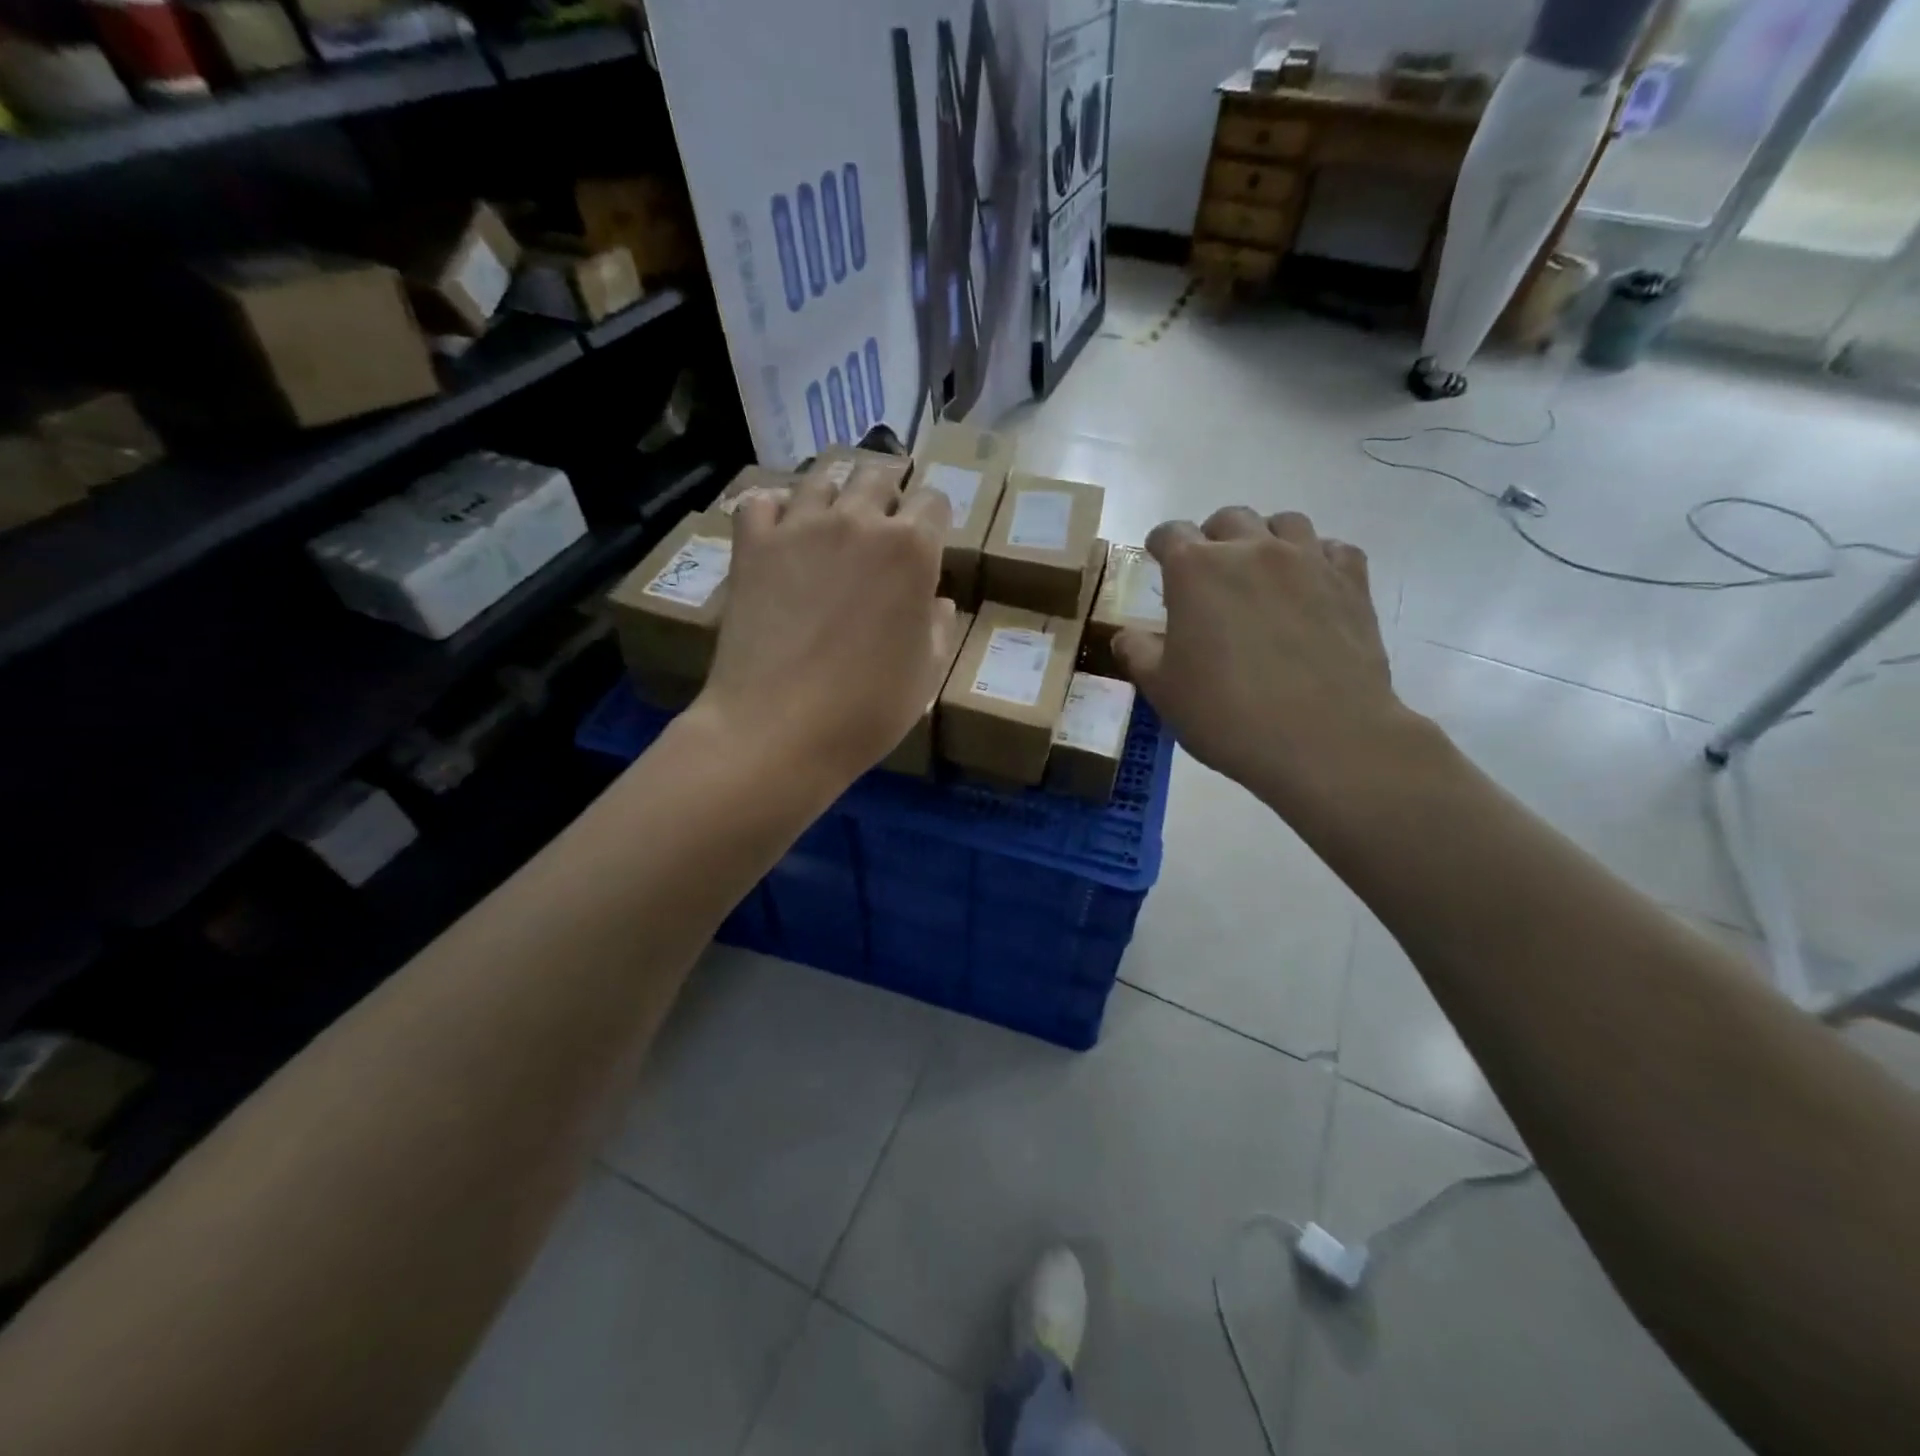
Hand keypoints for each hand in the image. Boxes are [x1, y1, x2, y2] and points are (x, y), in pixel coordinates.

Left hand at [696, 467, 955, 788]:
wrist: (779, 730)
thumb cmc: (866, 710)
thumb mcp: (926, 674)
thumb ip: (937, 627)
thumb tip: (933, 601)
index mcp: (911, 550)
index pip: (933, 500)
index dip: (934, 518)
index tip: (929, 539)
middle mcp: (858, 521)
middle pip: (878, 475)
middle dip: (888, 492)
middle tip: (884, 521)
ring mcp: (800, 527)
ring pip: (822, 476)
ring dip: (835, 492)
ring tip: (833, 519)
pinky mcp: (753, 545)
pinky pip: (762, 501)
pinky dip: (775, 509)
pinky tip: (781, 532)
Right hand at [1114, 509, 1413, 821]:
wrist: (1323, 740)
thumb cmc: (1227, 714)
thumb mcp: (1162, 690)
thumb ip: (1137, 653)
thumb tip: (1126, 635)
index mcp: (1196, 570)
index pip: (1170, 534)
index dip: (1159, 545)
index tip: (1157, 562)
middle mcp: (1252, 550)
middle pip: (1228, 519)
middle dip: (1212, 539)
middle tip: (1209, 577)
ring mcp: (1308, 561)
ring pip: (1284, 523)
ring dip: (1265, 540)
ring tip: (1261, 575)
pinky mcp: (1352, 582)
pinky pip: (1333, 549)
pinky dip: (1317, 558)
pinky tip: (1310, 587)